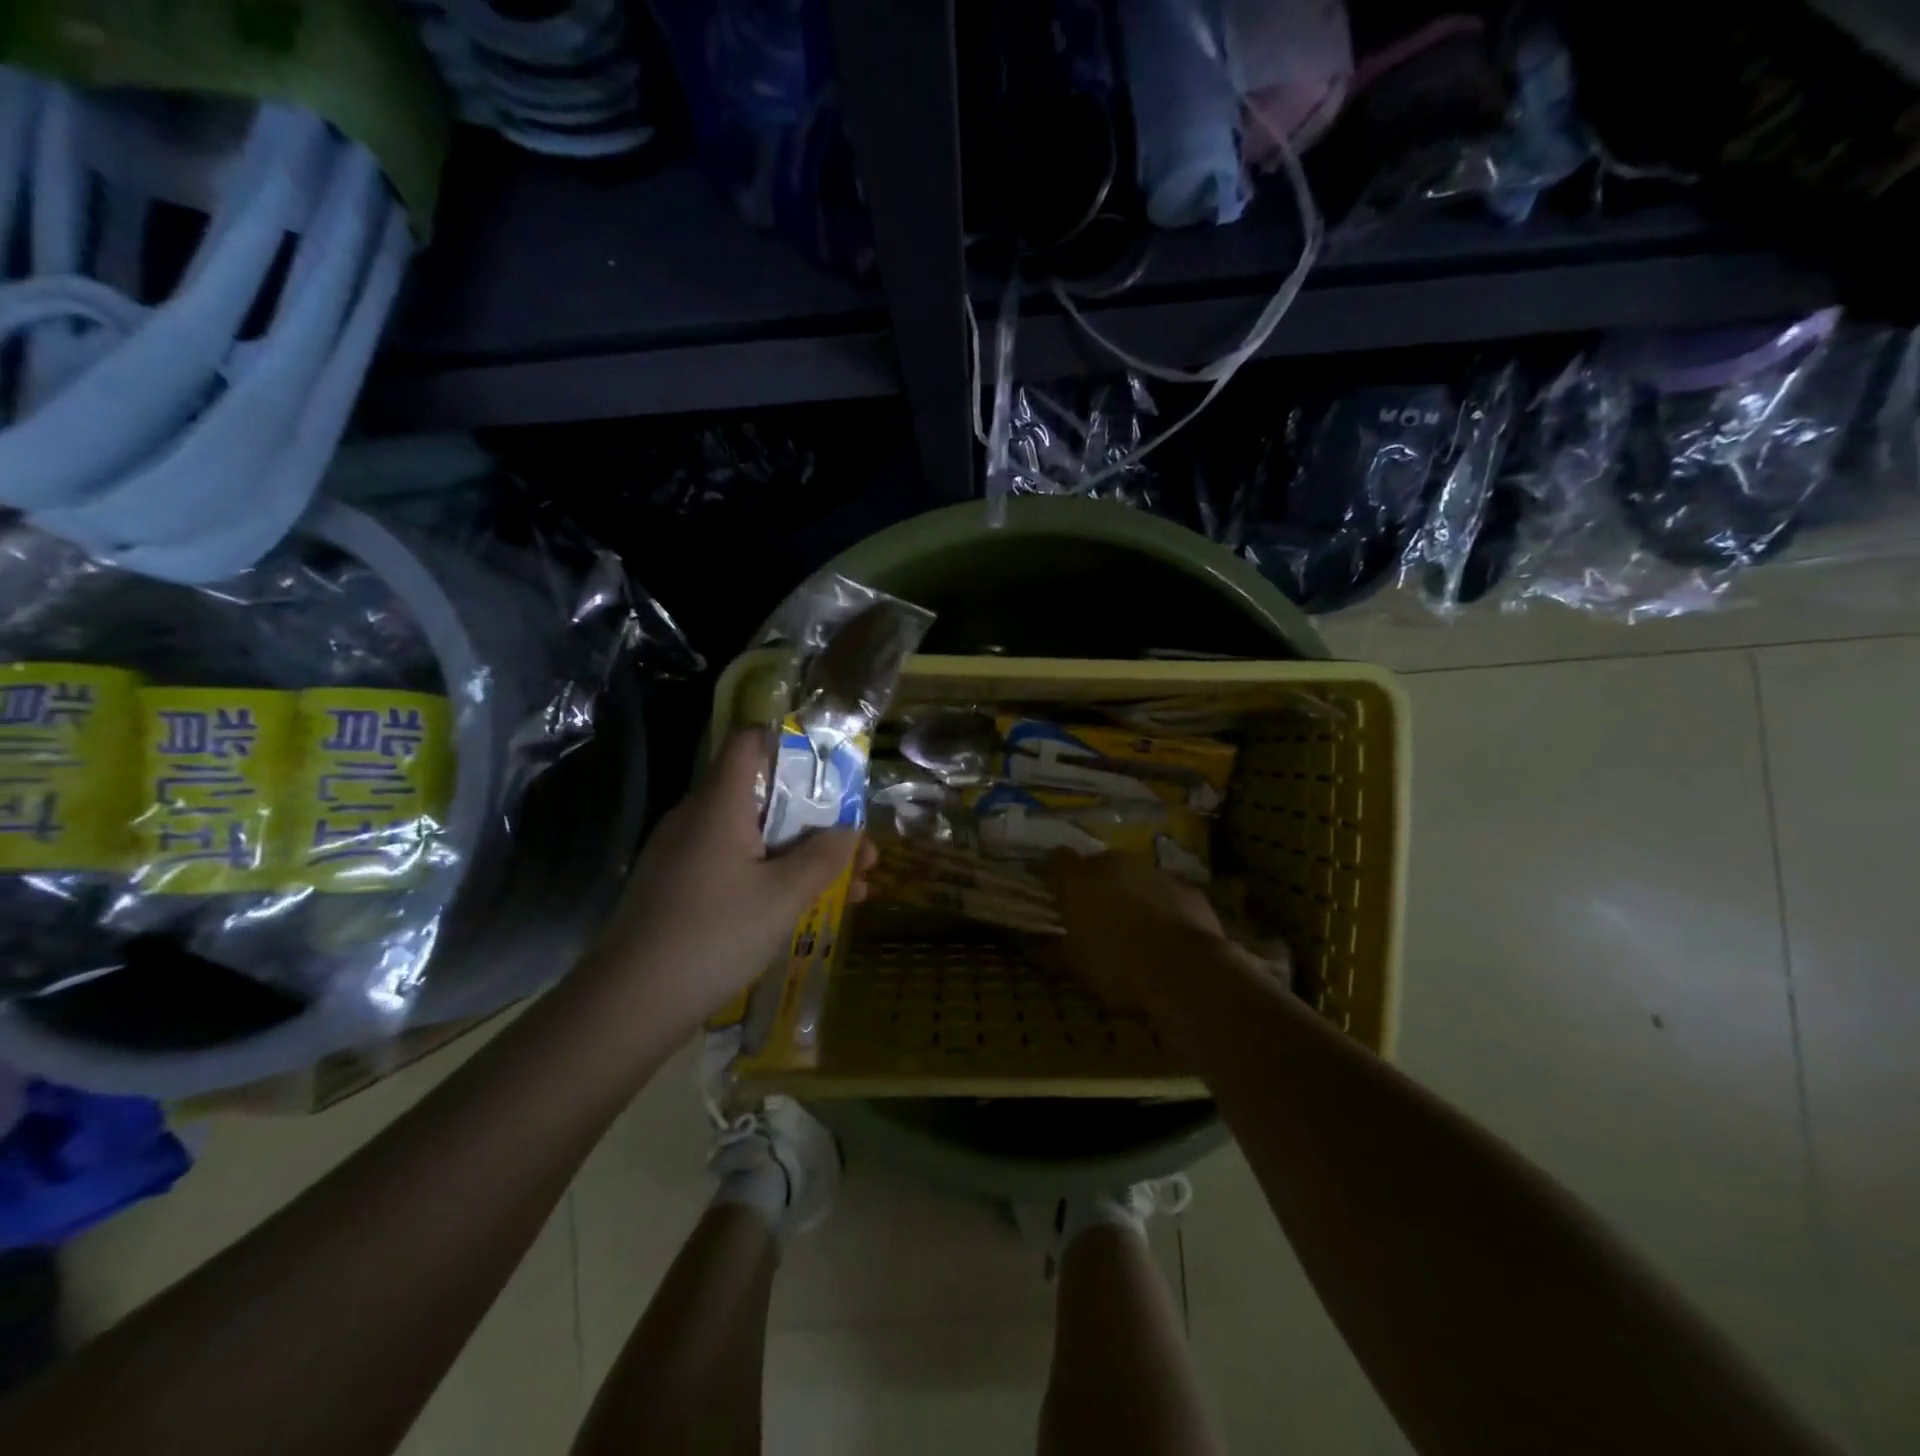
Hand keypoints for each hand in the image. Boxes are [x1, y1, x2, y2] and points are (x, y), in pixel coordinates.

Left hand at [592, 729, 875, 1024]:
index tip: (832, 768)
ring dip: (802, 853)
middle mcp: (697, 817)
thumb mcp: (784, 896)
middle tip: (859, 848)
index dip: (790, 743)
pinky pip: (734, 864)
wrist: (630, 1003)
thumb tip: (851, 831)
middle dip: (817, 818)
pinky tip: (807, 908)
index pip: (750, 742)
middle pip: (763, 795)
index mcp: (719, 803)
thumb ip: (825, 857)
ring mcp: (683, 854)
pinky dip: (772, 875)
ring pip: (753, 836)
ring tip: (853, 886)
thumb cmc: (715, 934)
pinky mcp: (678, 887)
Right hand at [1047, 851, 1227, 1014]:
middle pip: (1099, 864)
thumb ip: (1052, 950)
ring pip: (1134, 876)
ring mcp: (1153, 871)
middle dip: (1096, 883)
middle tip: (1098, 914)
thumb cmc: (1117, 968)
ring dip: (1131, 892)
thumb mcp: (1075, 967)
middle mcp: (1113, 864)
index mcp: (1079, 880)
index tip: (1058, 891)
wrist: (1183, 972)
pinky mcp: (1185, 886)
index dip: (1057, 873)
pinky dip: (1163, 904)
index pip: (1058, 859)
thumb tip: (1034, 947)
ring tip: (1136, 926)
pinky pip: (1166, 891)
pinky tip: (1168, 931)